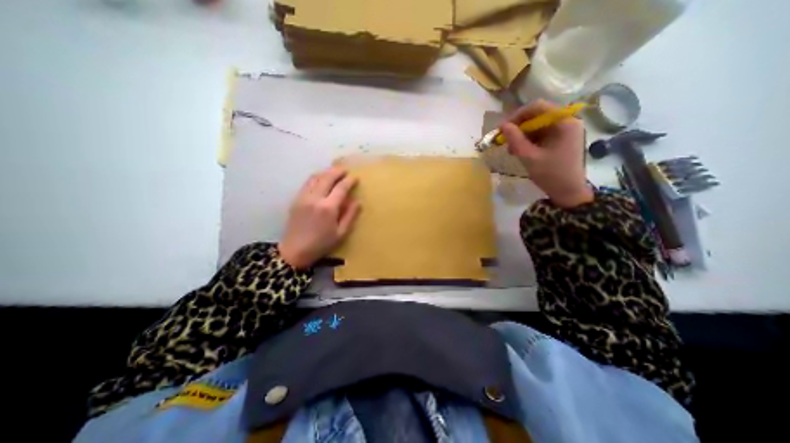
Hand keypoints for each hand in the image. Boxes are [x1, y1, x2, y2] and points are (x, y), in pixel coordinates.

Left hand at [277, 167, 360, 267]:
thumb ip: (350, 216)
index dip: (349, 181)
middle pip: (327, 178)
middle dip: (337, 171)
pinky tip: (321, 179)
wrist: (294, 251)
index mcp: (328, 208)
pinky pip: (307, 183)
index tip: (355, 178)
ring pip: (315, 178)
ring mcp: (303, 197)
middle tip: (345, 170)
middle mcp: (315, 198)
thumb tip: (357, 201)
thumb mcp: (341, 233)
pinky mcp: (296, 199)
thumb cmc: (321, 244)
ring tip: (334, 172)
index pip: (341, 188)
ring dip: (326, 172)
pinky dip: (316, 178)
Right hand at [499, 100, 591, 207]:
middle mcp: (567, 121)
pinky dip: (529, 141)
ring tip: (511, 149)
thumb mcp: (529, 157)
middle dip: (519, 127)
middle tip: (505, 141)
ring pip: (538, 125)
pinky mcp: (561, 139)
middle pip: (538, 115)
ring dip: (522, 135)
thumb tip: (502, 126)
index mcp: (564, 122)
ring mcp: (565, 130)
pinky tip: (520, 151)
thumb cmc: (551, 175)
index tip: (503, 128)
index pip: (538, 107)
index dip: (517, 115)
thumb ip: (515, 140)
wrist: (568, 193)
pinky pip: (542, 134)